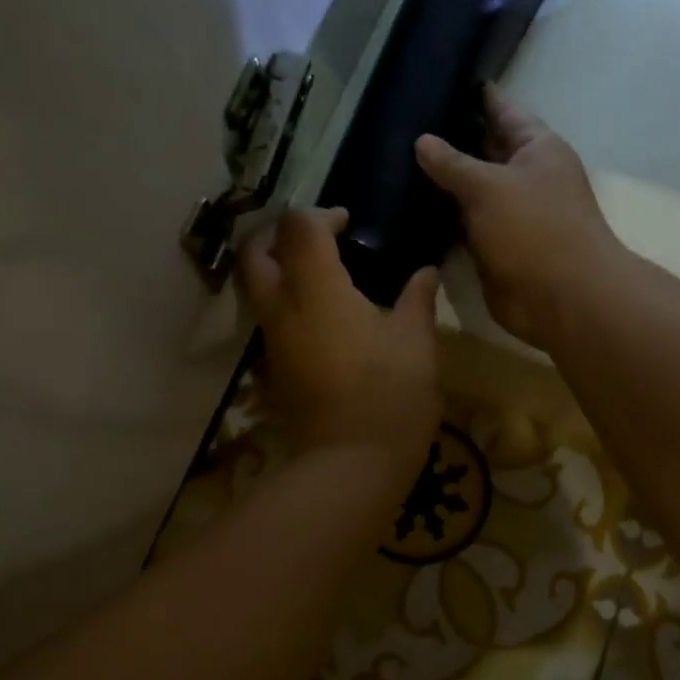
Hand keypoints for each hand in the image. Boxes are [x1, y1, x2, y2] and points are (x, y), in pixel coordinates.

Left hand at [236, 207, 441, 483]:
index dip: (320, 215)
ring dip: (278, 269)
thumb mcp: (416, 342)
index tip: (348, 223)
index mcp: (316, 289)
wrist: (351, 464)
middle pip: (254, 253)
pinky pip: (271, 321)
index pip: (298, 227)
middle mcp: (283, 309)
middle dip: (276, 234)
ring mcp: (273, 342)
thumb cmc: (390, 395)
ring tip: (320, 273)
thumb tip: (425, 272)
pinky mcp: (275, 370)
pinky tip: (324, 316)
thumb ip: (417, 299)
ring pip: (256, 289)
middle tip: (313, 237)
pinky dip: (286, 303)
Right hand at [414, 85, 625, 350]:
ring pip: (470, 191)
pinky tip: (407, 207)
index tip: (441, 79)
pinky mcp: (494, 248)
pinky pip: (463, 226)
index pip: (503, 110)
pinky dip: (441, 219)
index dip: (476, 96)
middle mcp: (525, 177)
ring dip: (440, 184)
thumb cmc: (534, 228)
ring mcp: (510, 215)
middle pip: (484, 150)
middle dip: (450, 140)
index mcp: (537, 148)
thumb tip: (422, 141)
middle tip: (402, 123)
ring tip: (393, 161)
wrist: (561, 298)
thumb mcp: (489, 186)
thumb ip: (453, 163)